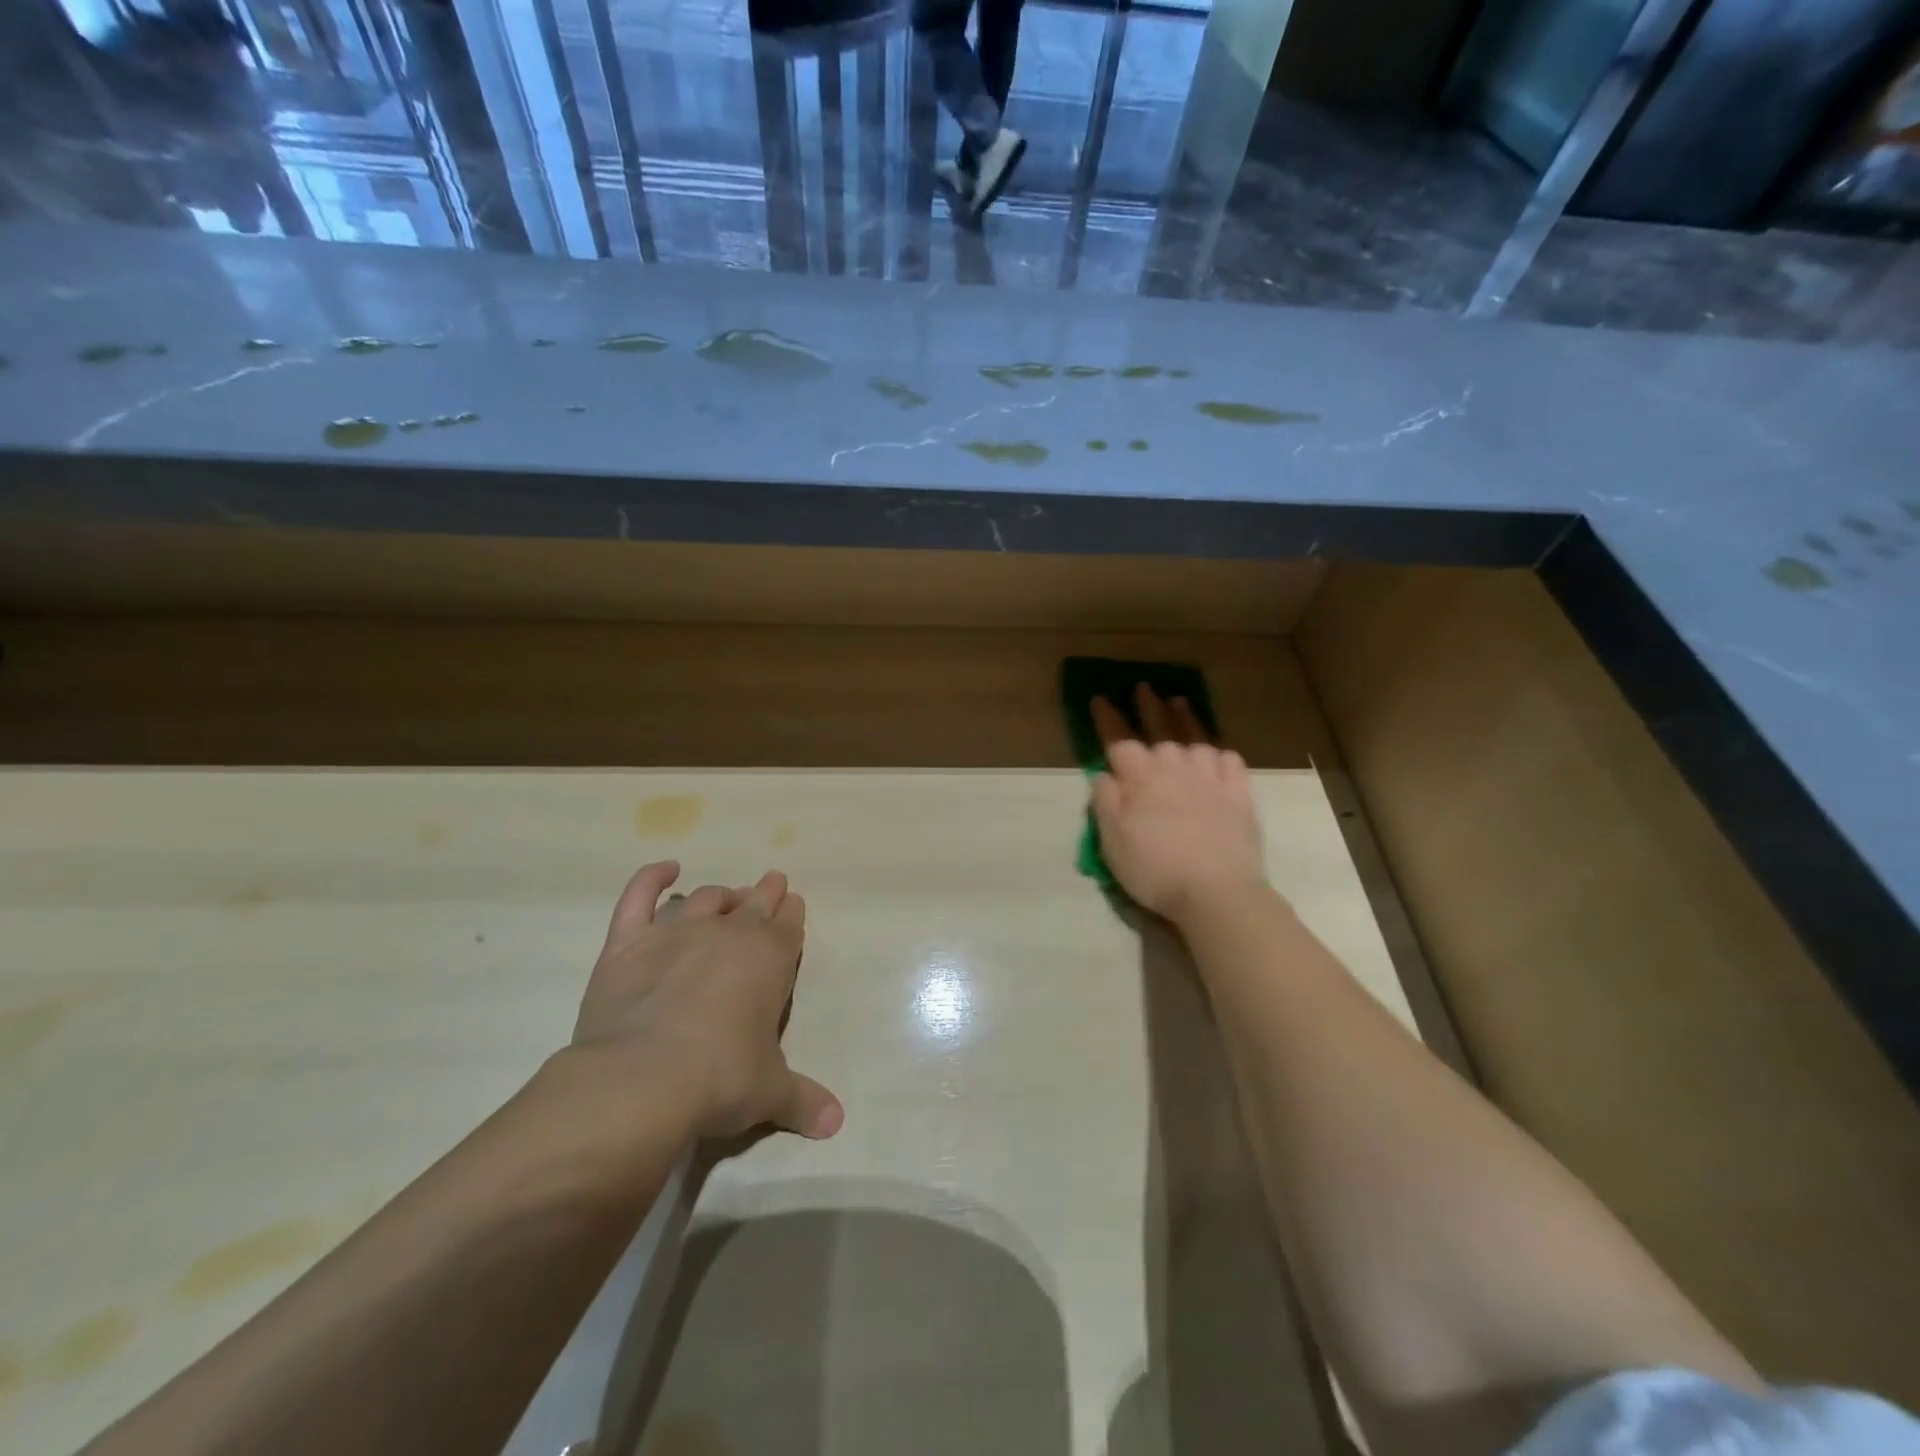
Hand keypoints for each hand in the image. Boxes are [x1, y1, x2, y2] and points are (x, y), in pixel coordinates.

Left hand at [571, 862, 843, 1141]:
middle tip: (770, 887)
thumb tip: (836, 1123)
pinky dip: (651, 878)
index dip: (792, 914)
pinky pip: (639, 897)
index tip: (793, 904)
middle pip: (754, 902)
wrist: (643, 1078)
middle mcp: (727, 933)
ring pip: (704, 898)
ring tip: (726, 897)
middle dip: (766, 893)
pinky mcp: (627, 942)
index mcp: (769, 959)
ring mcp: (675, 932)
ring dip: (720, 894)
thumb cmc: (720, 1079)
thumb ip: (804, 1100)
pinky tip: (665, 869)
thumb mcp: (770, 1093)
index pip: (788, 925)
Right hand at [1090, 685, 1266, 923]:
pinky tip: (1217, 752)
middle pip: (1161, 728)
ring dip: (1187, 719)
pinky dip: (1221, 753)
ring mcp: (1211, 779)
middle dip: (1149, 706)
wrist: (1215, 891)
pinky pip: (1231, 762)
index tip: (1101, 698)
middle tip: (1144, 687)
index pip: (1119, 738)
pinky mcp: (1239, 796)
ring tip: (1181, 704)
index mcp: (1141, 777)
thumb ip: (1105, 801)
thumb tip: (1106, 774)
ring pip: (1197, 738)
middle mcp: (1176, 768)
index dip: (1108, 718)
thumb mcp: (1112, 839)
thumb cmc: (1154, 867)